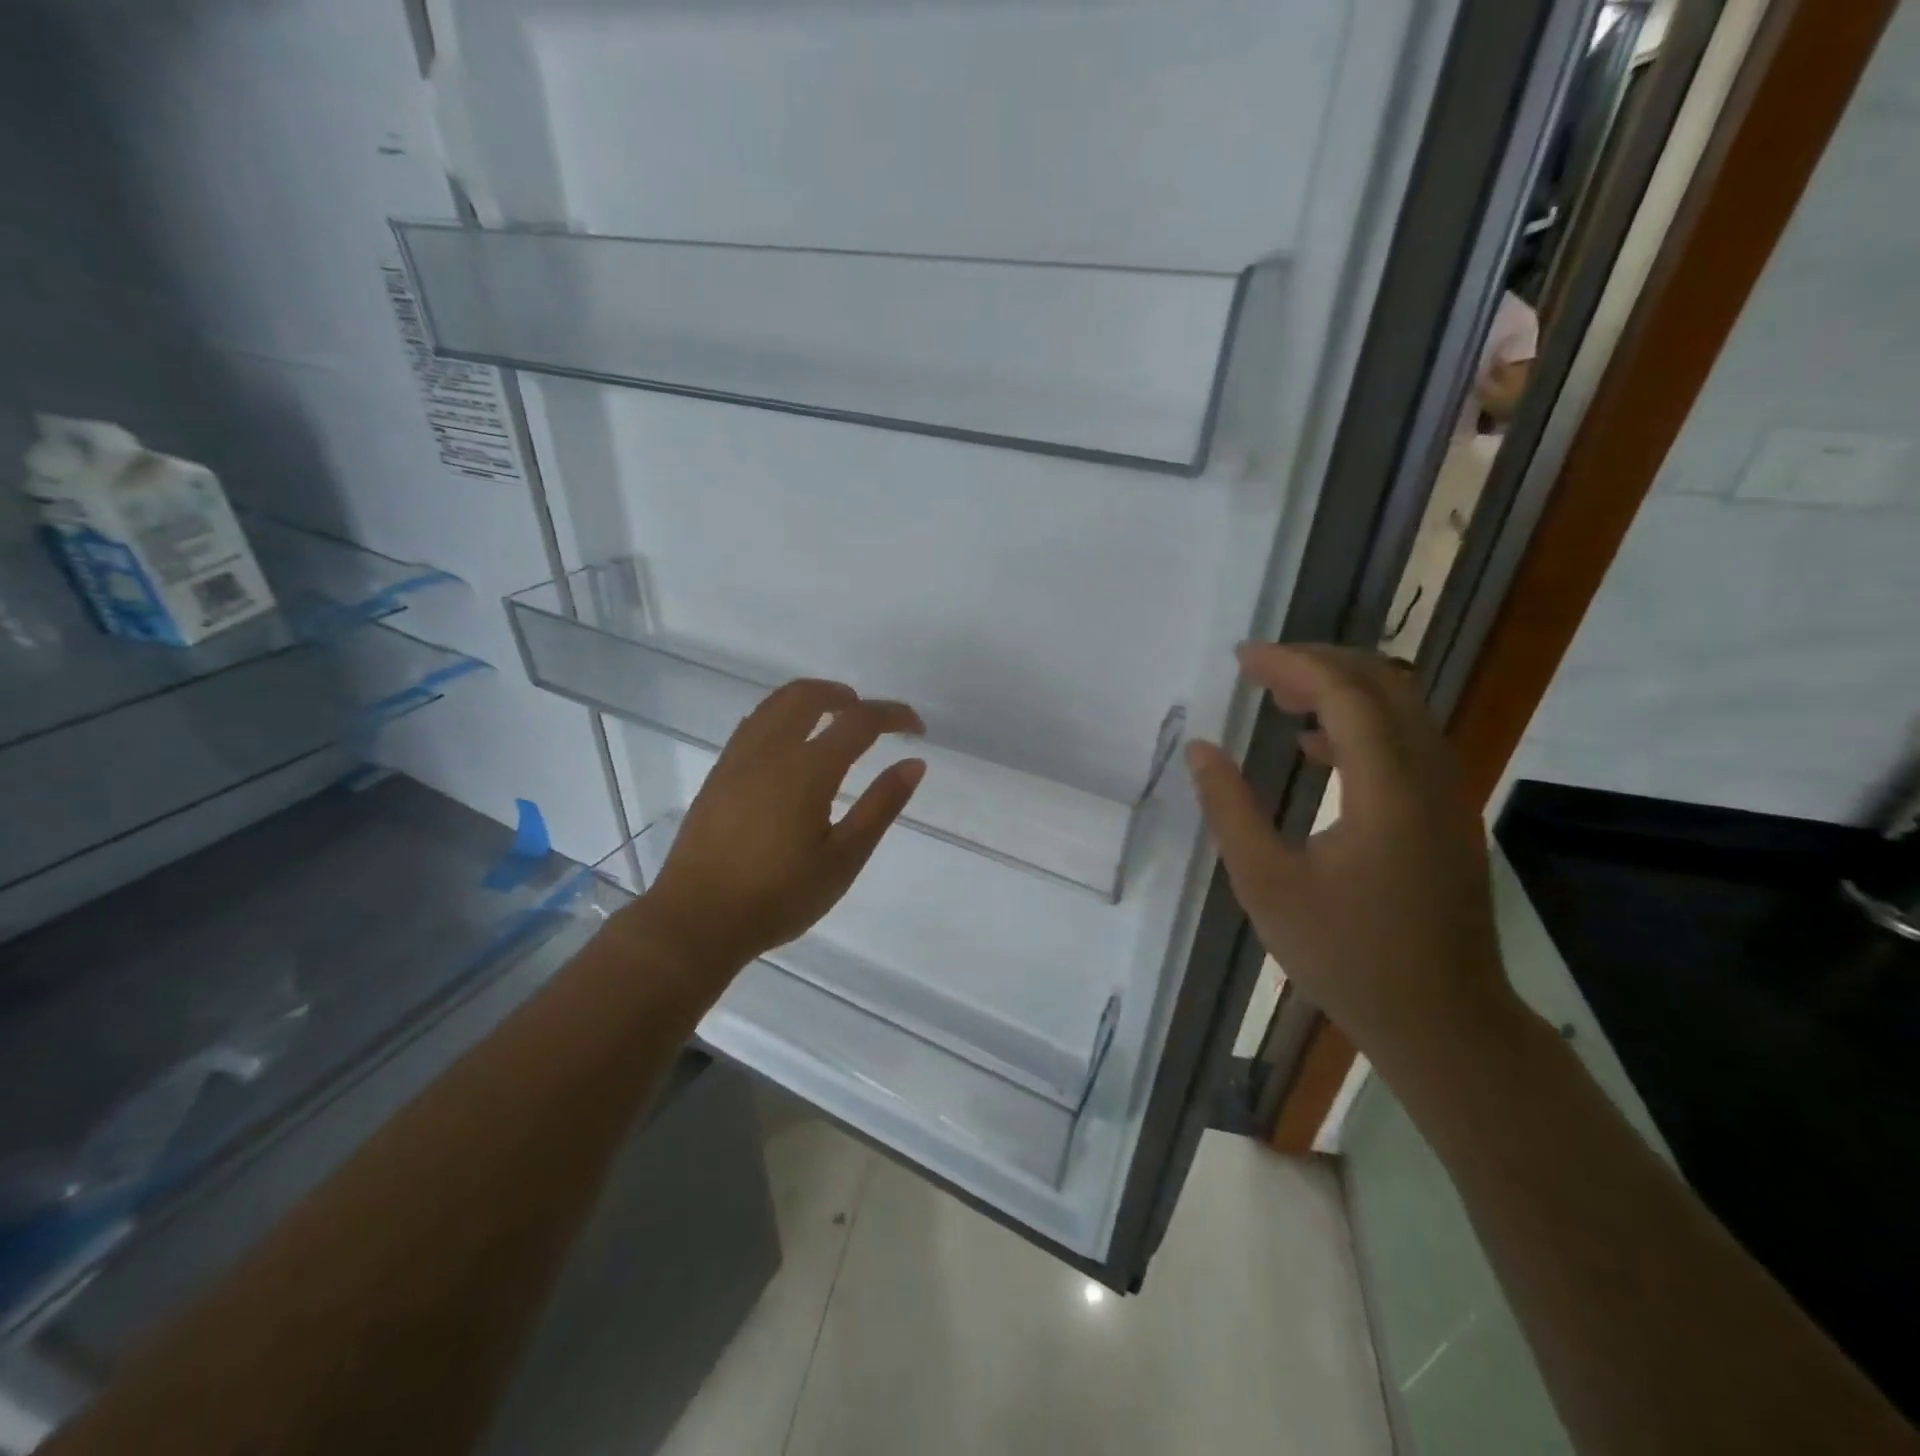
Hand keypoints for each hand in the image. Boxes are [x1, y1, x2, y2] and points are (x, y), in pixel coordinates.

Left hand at [639, 679, 925, 987]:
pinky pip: (755, 722)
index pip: (859, 721)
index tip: (916, 728)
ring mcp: (738, 758)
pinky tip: (792, 748)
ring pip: (776, 703)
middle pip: (809, 694)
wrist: (697, 920)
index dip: (893, 715)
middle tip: (871, 719)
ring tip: (834, 724)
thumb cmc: (779, 896)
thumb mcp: (843, 859)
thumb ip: (881, 806)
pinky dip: (783, 716)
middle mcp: (770, 750)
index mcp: (808, 769)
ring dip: (812, 700)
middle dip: (846, 696)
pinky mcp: (719, 773)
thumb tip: (914, 764)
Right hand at [1185, 644, 1515, 1081]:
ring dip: (1342, 689)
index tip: (1241, 658)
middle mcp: (1430, 778)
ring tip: (1280, 697)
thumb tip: (1202, 750)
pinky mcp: (1447, 815)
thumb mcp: (1267, 886)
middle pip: (1385, 684)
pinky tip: (1314, 748)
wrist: (1444, 1021)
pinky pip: (1406, 742)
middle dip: (1320, 663)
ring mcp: (1448, 795)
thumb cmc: (1347, 957)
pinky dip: (1360, 724)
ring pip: (1402, 709)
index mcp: (1387, 791)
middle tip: (1260, 668)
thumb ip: (1230, 810)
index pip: (1346, 695)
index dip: (1292, 665)